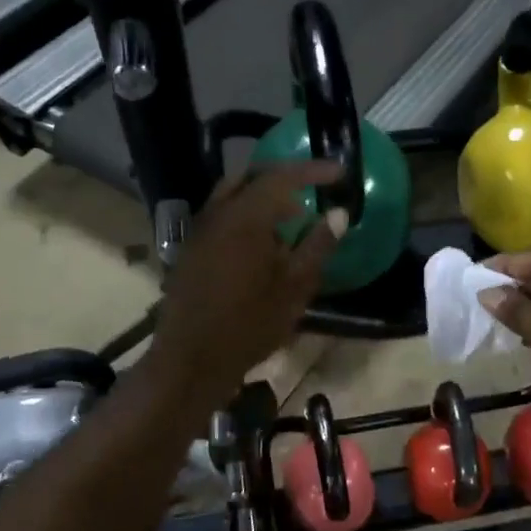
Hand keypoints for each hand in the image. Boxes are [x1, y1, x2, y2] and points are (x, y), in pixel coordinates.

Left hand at [148, 162, 343, 405]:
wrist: (191, 360)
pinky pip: (221, 216)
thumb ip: (317, 245)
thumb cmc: (249, 325)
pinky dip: (246, 215)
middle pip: (251, 177)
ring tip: (292, 218)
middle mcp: (217, 214)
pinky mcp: (191, 250)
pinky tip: (263, 243)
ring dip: (263, 197)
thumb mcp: (294, 288)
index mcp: (245, 218)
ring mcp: (199, 232)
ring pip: (232, 195)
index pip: (282, 177)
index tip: (339, 172)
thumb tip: (338, 213)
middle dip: (284, 178)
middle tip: (312, 190)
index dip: (312, 170)